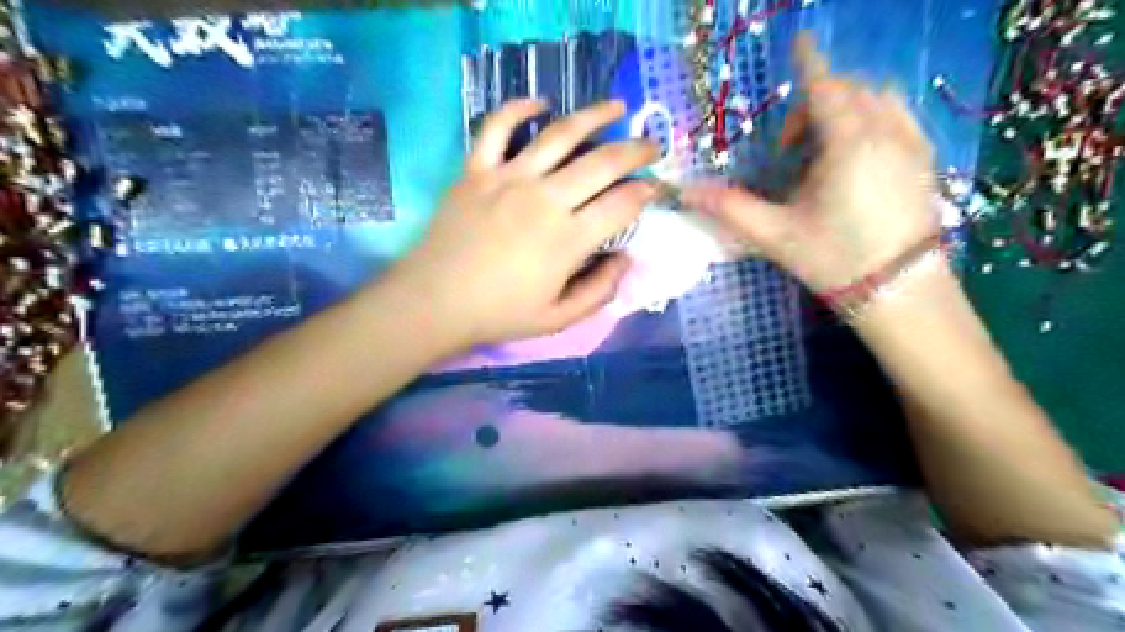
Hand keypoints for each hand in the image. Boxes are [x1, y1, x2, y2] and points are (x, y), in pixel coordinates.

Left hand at [392, 100, 659, 347]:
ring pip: (560, 134)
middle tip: (651, 146)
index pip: (621, 205)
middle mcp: (545, 199)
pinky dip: (519, 109)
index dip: (645, 193)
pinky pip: (497, 128)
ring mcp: (508, 179)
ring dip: (594, 116)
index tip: (655, 188)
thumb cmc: (499, 313)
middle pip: (602, 162)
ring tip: (616, 107)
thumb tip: (626, 260)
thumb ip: (599, 291)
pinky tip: (540, 103)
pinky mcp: (477, 171)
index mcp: (568, 239)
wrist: (435, 301)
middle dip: (635, 150)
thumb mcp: (558, 319)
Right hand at [681, 34, 941, 290]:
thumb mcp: (776, 234)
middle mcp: (885, 132)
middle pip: (849, 91)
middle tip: (788, 149)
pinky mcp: (925, 160)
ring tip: (822, 150)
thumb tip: (686, 192)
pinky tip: (855, 155)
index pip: (825, 88)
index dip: (808, 63)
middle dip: (815, 103)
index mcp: (847, 144)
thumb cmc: (834, 259)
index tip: (799, 41)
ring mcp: (912, 144)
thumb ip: (731, 208)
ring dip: (845, 108)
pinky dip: (872, 118)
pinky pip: (898, 116)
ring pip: (878, 99)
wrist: (899, 292)